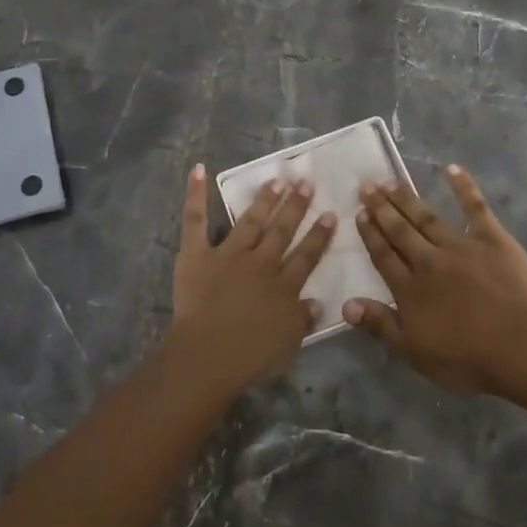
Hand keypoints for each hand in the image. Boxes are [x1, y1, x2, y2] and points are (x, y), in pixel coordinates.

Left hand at [165, 165, 336, 398]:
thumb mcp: (289, 342)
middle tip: (306, 183)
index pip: (307, 255)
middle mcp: (261, 263)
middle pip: (282, 231)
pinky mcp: (197, 254)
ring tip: (276, 179)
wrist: (210, 354)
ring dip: (264, 199)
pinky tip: (199, 170)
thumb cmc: (251, 356)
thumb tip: (318, 302)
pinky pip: (195, 221)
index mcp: (284, 286)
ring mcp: (228, 255)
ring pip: (250, 221)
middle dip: (295, 206)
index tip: (330, 214)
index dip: (319, 235)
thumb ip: (303, 319)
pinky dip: (196, 195)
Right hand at [343, 165, 526, 392]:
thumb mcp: (413, 351)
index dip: (370, 234)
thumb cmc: (466, 357)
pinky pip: (475, 208)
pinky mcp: (492, 239)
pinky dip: (464, 187)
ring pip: (427, 217)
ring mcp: (460, 246)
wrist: (520, 346)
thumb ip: (380, 325)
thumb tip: (346, 303)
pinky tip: (452, 168)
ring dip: (407, 198)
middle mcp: (428, 260)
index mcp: (409, 288)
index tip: (359, 214)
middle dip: (382, 208)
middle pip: (400, 230)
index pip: (383, 255)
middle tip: (367, 186)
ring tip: (392, 181)